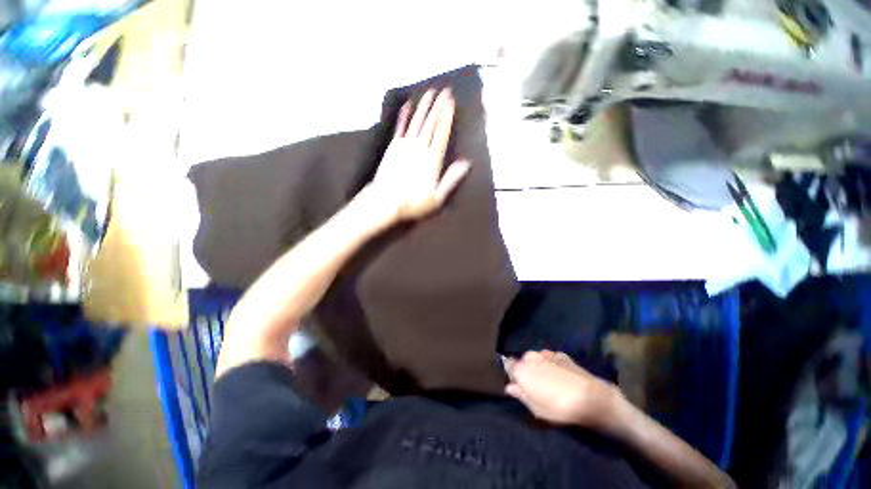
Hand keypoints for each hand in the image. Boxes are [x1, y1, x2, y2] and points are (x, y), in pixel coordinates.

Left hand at [368, 88, 470, 221]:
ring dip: (423, 106)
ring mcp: (404, 146)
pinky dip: (404, 116)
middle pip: (430, 124)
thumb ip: (451, 179)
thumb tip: (466, 163)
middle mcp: (419, 149)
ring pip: (416, 122)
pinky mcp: (392, 148)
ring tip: (430, 92)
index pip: (441, 133)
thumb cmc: (413, 203)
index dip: (447, 117)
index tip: (451, 101)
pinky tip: (407, 105)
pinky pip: (400, 128)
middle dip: (438, 106)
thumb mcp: (437, 198)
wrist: (384, 202)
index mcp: (432, 160)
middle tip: (445, 90)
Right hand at [504, 350, 620, 427]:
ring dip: (537, 364)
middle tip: (534, 383)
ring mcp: (546, 354)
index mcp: (522, 370)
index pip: (508, 364)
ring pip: (536, 357)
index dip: (511, 372)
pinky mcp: (560, 354)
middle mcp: (531, 358)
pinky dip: (550, 363)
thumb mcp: (537, 409)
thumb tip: (509, 387)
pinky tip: (559, 373)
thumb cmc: (559, 407)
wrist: (590, 397)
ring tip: (548, 378)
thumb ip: (521, 395)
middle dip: (525, 368)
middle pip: (522, 360)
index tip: (517, 382)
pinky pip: (549, 357)